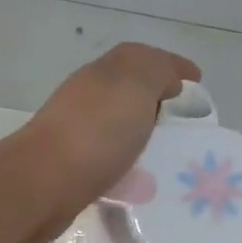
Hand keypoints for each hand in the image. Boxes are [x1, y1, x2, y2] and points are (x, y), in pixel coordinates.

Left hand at [14, 43, 200, 242]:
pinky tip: (138, 183)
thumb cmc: (95, 131)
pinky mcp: (70, 171)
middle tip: (185, 124)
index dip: (171, 67)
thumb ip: (156, 71)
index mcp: (102, 73)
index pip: (141, 59)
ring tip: (167, 158)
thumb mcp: (136, 83)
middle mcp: (85, 99)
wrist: (44, 183)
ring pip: (116, 129)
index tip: (197, 84)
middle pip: (127, 94)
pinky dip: (125, 167)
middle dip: (156, 103)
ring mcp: (74, 136)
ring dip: (139, 137)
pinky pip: (107, 162)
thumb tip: (165, 82)